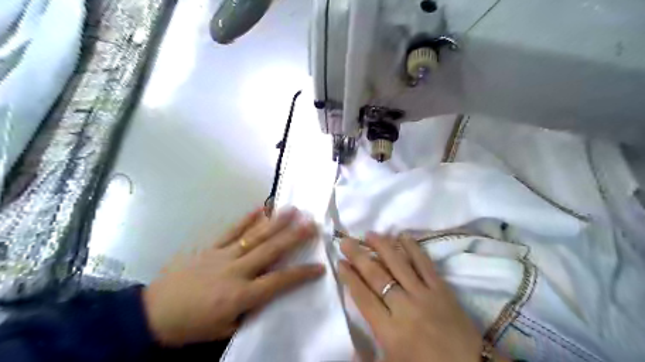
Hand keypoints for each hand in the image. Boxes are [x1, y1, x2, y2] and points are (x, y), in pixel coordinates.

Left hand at [141, 206, 321, 344]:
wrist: (153, 314)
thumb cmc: (193, 325)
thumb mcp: (226, 328)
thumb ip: (250, 310)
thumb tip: (269, 293)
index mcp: (241, 295)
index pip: (279, 282)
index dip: (301, 273)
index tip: (320, 266)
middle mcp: (236, 271)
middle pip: (270, 250)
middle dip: (294, 236)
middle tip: (311, 223)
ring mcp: (222, 255)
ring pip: (254, 236)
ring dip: (275, 222)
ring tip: (292, 209)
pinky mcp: (209, 247)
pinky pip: (230, 231)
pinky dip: (246, 219)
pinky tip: (260, 208)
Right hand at [340, 233, 479, 359]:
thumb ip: (368, 360)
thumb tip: (349, 350)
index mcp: (389, 330)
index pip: (363, 297)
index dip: (350, 278)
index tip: (340, 263)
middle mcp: (404, 307)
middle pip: (377, 276)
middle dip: (359, 256)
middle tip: (346, 241)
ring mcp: (424, 294)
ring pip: (399, 264)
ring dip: (383, 246)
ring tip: (370, 233)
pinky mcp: (441, 289)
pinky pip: (425, 264)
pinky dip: (413, 248)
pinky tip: (403, 236)